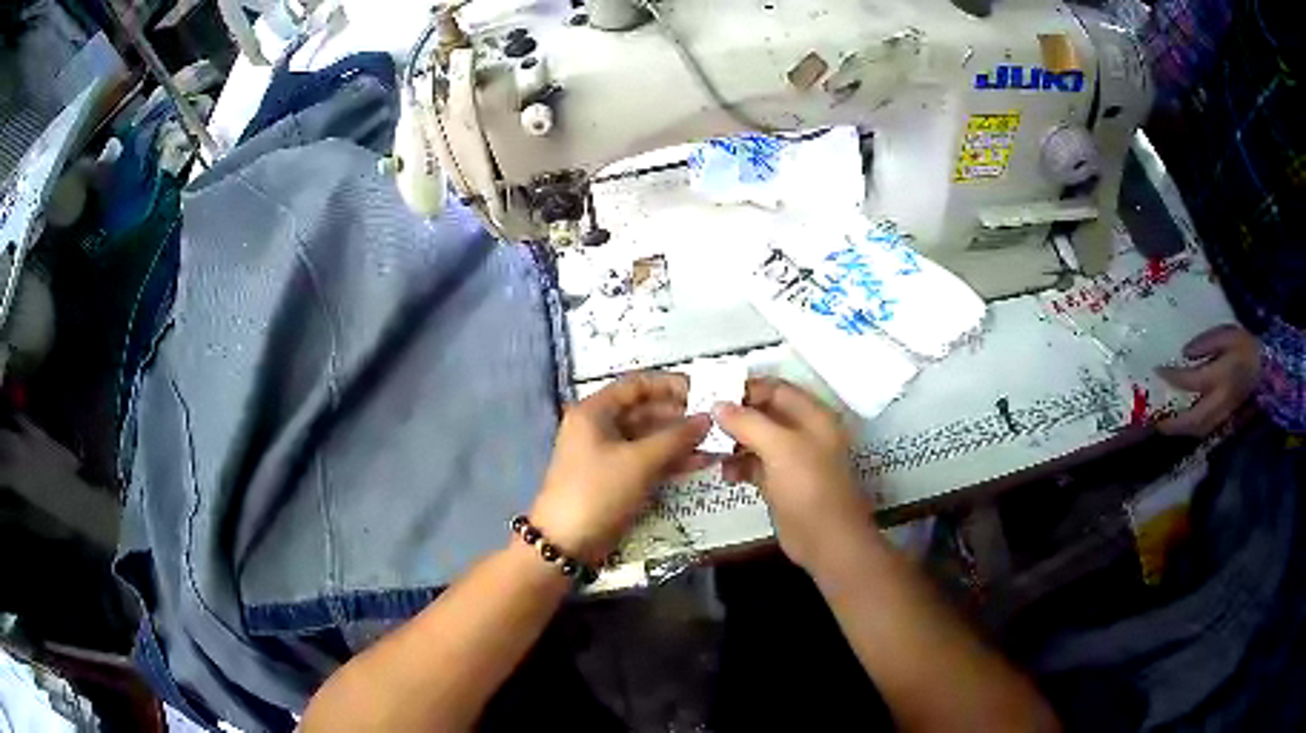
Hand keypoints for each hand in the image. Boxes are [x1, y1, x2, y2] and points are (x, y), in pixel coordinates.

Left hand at [530, 372, 713, 562]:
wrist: (567, 543)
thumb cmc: (598, 492)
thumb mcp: (639, 462)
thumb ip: (676, 437)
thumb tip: (707, 418)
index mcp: (594, 412)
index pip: (636, 384)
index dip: (670, 384)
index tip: (702, 390)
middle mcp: (599, 428)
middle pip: (644, 411)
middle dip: (679, 416)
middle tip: (715, 421)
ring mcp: (608, 455)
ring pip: (649, 438)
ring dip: (679, 440)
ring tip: (715, 443)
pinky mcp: (616, 479)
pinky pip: (647, 461)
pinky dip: (671, 460)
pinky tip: (700, 463)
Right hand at [713, 377, 874, 572]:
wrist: (826, 540)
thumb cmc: (808, 487)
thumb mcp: (780, 448)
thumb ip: (748, 422)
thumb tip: (718, 404)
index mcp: (813, 416)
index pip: (776, 389)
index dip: (746, 389)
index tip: (712, 394)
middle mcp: (804, 433)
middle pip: (764, 414)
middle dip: (735, 417)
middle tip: (702, 422)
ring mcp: (793, 460)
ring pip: (757, 440)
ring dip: (733, 442)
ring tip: (707, 448)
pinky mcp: (781, 484)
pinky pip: (756, 465)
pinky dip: (739, 466)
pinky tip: (723, 473)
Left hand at [1157, 325, 1261, 436]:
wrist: (1266, 368)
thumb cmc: (1246, 346)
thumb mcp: (1227, 335)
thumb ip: (1206, 343)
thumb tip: (1185, 353)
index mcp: (1220, 377)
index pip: (1191, 382)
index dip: (1173, 378)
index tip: (1157, 371)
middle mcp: (1220, 401)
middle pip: (1194, 419)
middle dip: (1174, 424)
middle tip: (1157, 422)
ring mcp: (1225, 414)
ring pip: (1200, 429)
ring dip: (1182, 430)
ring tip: (1167, 426)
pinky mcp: (1228, 419)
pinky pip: (1207, 429)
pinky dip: (1194, 429)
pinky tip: (1185, 424)